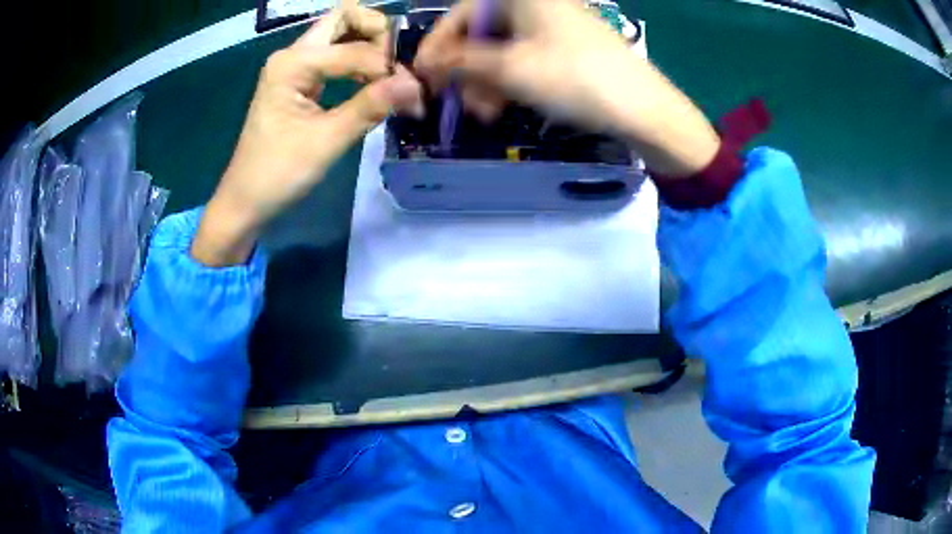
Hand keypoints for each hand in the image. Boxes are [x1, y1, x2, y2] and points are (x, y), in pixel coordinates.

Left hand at [193, 1, 423, 266]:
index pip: (354, 48)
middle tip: (398, 65)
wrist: (245, 200)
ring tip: (391, 77)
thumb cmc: (278, 174)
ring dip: (370, 46)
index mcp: (292, 64)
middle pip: (344, 18)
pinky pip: (335, 55)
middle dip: (378, 33)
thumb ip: (370, 107)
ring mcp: (295, 65)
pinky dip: (359, 62)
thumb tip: (415, 85)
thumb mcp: (326, 142)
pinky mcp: (299, 80)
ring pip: (341, 33)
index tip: (412, 93)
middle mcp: (292, 54)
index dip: (387, 66)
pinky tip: (373, 84)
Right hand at [415, 0, 719, 177]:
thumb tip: (425, 64)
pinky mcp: (567, 47)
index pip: (461, 13)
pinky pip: (525, 58)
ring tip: (484, 113)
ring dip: (486, 80)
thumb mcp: (509, 69)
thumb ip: (460, 62)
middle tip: (455, 101)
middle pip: (482, 32)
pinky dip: (510, 80)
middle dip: (465, 69)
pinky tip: (504, 106)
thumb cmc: (573, 78)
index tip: (423, 76)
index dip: (438, 45)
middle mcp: (535, 4)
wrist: (643, 108)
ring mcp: (553, 25)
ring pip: (503, 49)